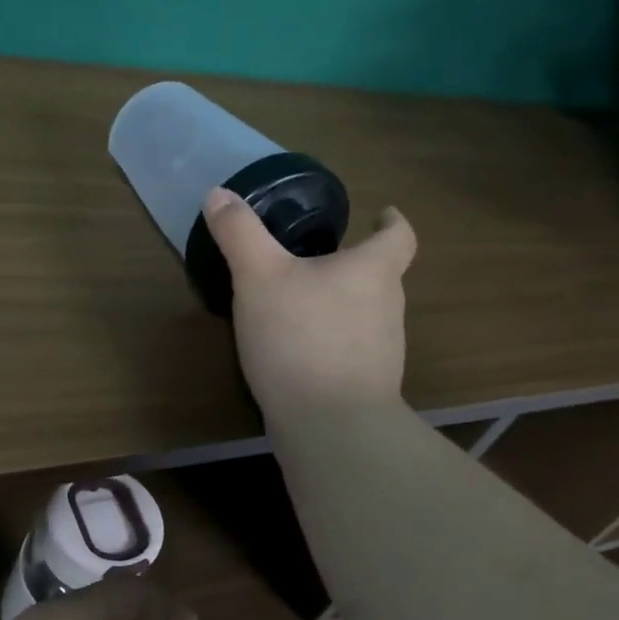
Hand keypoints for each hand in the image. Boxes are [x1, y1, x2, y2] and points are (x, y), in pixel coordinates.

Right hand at [202, 187, 417, 416]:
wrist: (330, 426)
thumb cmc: (300, 338)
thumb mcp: (259, 276)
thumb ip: (239, 233)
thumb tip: (219, 193)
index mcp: (373, 271)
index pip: (399, 236)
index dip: (391, 221)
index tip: (380, 213)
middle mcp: (388, 307)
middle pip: (380, 275)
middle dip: (354, 263)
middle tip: (317, 257)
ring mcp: (382, 350)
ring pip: (365, 313)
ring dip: (340, 303)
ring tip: (300, 302)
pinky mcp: (366, 384)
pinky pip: (349, 348)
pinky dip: (329, 340)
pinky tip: (296, 349)